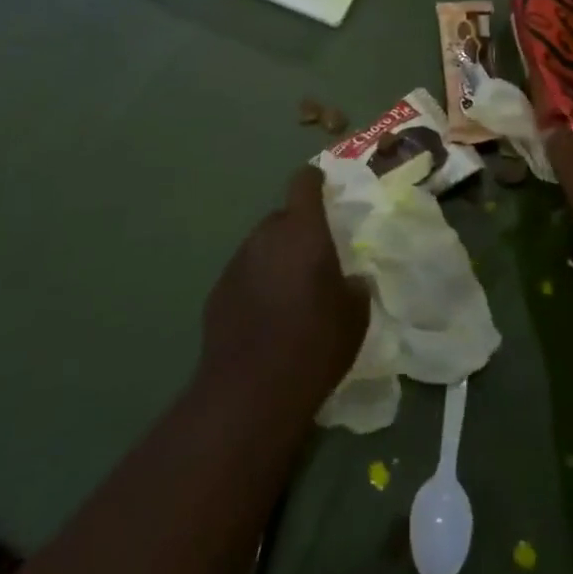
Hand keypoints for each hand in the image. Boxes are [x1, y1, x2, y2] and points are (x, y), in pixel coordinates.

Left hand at [196, 168, 368, 418]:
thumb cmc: (315, 343)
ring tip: (290, 294)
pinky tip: (266, 319)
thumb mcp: (355, 316)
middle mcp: (266, 235)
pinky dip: (256, 286)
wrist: (251, 392)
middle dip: (298, 231)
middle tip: (315, 259)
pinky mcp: (217, 292)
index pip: (304, 182)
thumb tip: (351, 280)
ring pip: (261, 248)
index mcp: (302, 229)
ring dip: (276, 259)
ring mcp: (236, 263)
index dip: (315, 180)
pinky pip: (244, 276)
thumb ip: (355, 286)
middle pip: (282, 218)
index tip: (325, 188)